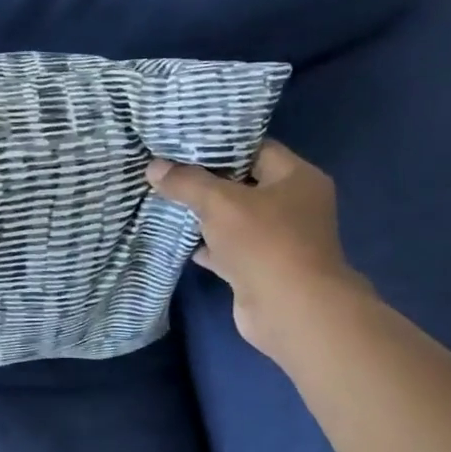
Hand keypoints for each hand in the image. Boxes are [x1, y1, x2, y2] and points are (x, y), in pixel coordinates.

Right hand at [146, 140, 371, 359]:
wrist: (290, 310)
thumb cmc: (264, 243)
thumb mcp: (220, 203)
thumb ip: (186, 182)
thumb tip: (153, 167)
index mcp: (297, 178)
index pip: (255, 148)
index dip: (219, 143)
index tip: (182, 141)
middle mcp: (292, 205)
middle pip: (241, 183)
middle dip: (204, 179)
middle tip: (165, 168)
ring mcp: (277, 239)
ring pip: (232, 217)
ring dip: (201, 213)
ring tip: (162, 197)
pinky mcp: (259, 267)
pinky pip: (226, 247)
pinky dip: (204, 243)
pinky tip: (174, 235)